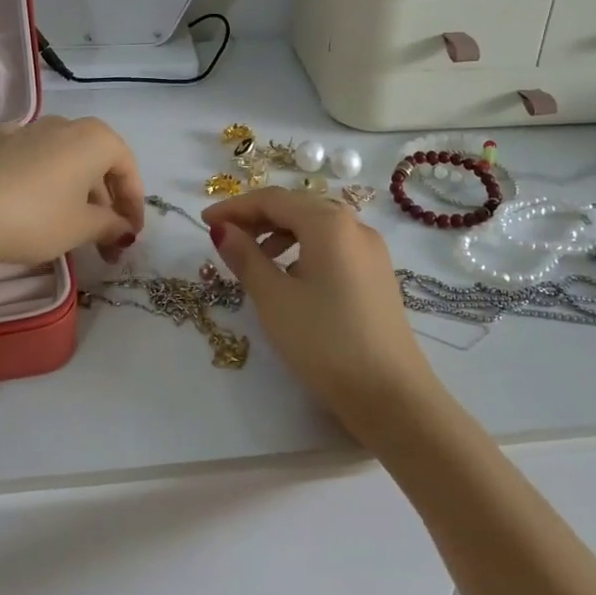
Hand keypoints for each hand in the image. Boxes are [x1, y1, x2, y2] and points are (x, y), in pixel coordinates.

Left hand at [0, 116, 145, 270]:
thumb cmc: (36, 218)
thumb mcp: (81, 228)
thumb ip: (110, 225)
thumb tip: (124, 229)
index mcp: (95, 139)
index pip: (127, 169)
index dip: (134, 204)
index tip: (131, 236)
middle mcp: (66, 125)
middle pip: (97, 162)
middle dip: (106, 201)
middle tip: (106, 240)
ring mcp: (29, 129)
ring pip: (65, 157)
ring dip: (76, 187)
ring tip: (74, 223)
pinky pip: (31, 153)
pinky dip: (40, 172)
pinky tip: (34, 191)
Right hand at [202, 188, 442, 442]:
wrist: (392, 396)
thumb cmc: (325, 342)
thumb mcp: (274, 298)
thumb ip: (244, 257)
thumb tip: (222, 228)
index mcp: (328, 222)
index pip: (273, 199)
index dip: (234, 207)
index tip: (203, 221)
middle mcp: (354, 225)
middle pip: (297, 206)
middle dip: (257, 217)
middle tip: (225, 238)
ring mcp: (371, 250)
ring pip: (317, 226)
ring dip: (280, 233)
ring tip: (254, 260)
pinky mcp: (377, 274)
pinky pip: (334, 246)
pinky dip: (304, 249)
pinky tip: (291, 278)